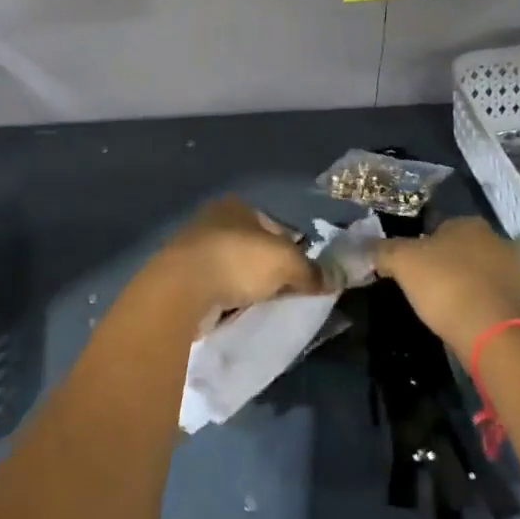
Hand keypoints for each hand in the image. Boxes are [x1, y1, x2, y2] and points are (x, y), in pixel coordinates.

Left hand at [143, 197, 319, 323]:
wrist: (181, 289)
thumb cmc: (237, 261)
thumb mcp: (286, 263)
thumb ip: (313, 270)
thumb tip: (338, 277)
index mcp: (237, 206)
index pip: (276, 226)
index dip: (294, 249)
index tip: (303, 275)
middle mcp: (213, 220)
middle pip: (253, 246)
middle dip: (268, 268)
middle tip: (285, 293)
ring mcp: (194, 247)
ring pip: (233, 267)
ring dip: (245, 284)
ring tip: (260, 306)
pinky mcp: (181, 276)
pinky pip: (215, 287)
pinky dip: (226, 298)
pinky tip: (235, 312)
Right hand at [375, 216, 519, 356]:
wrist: (498, 337)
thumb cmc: (447, 287)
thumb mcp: (402, 263)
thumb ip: (383, 250)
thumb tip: (368, 246)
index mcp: (470, 225)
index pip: (441, 228)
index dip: (424, 247)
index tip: (413, 270)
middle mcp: (500, 242)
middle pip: (466, 251)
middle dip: (450, 266)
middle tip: (429, 289)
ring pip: (485, 276)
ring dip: (470, 288)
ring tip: (450, 312)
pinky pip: (500, 302)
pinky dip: (486, 311)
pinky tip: (471, 326)